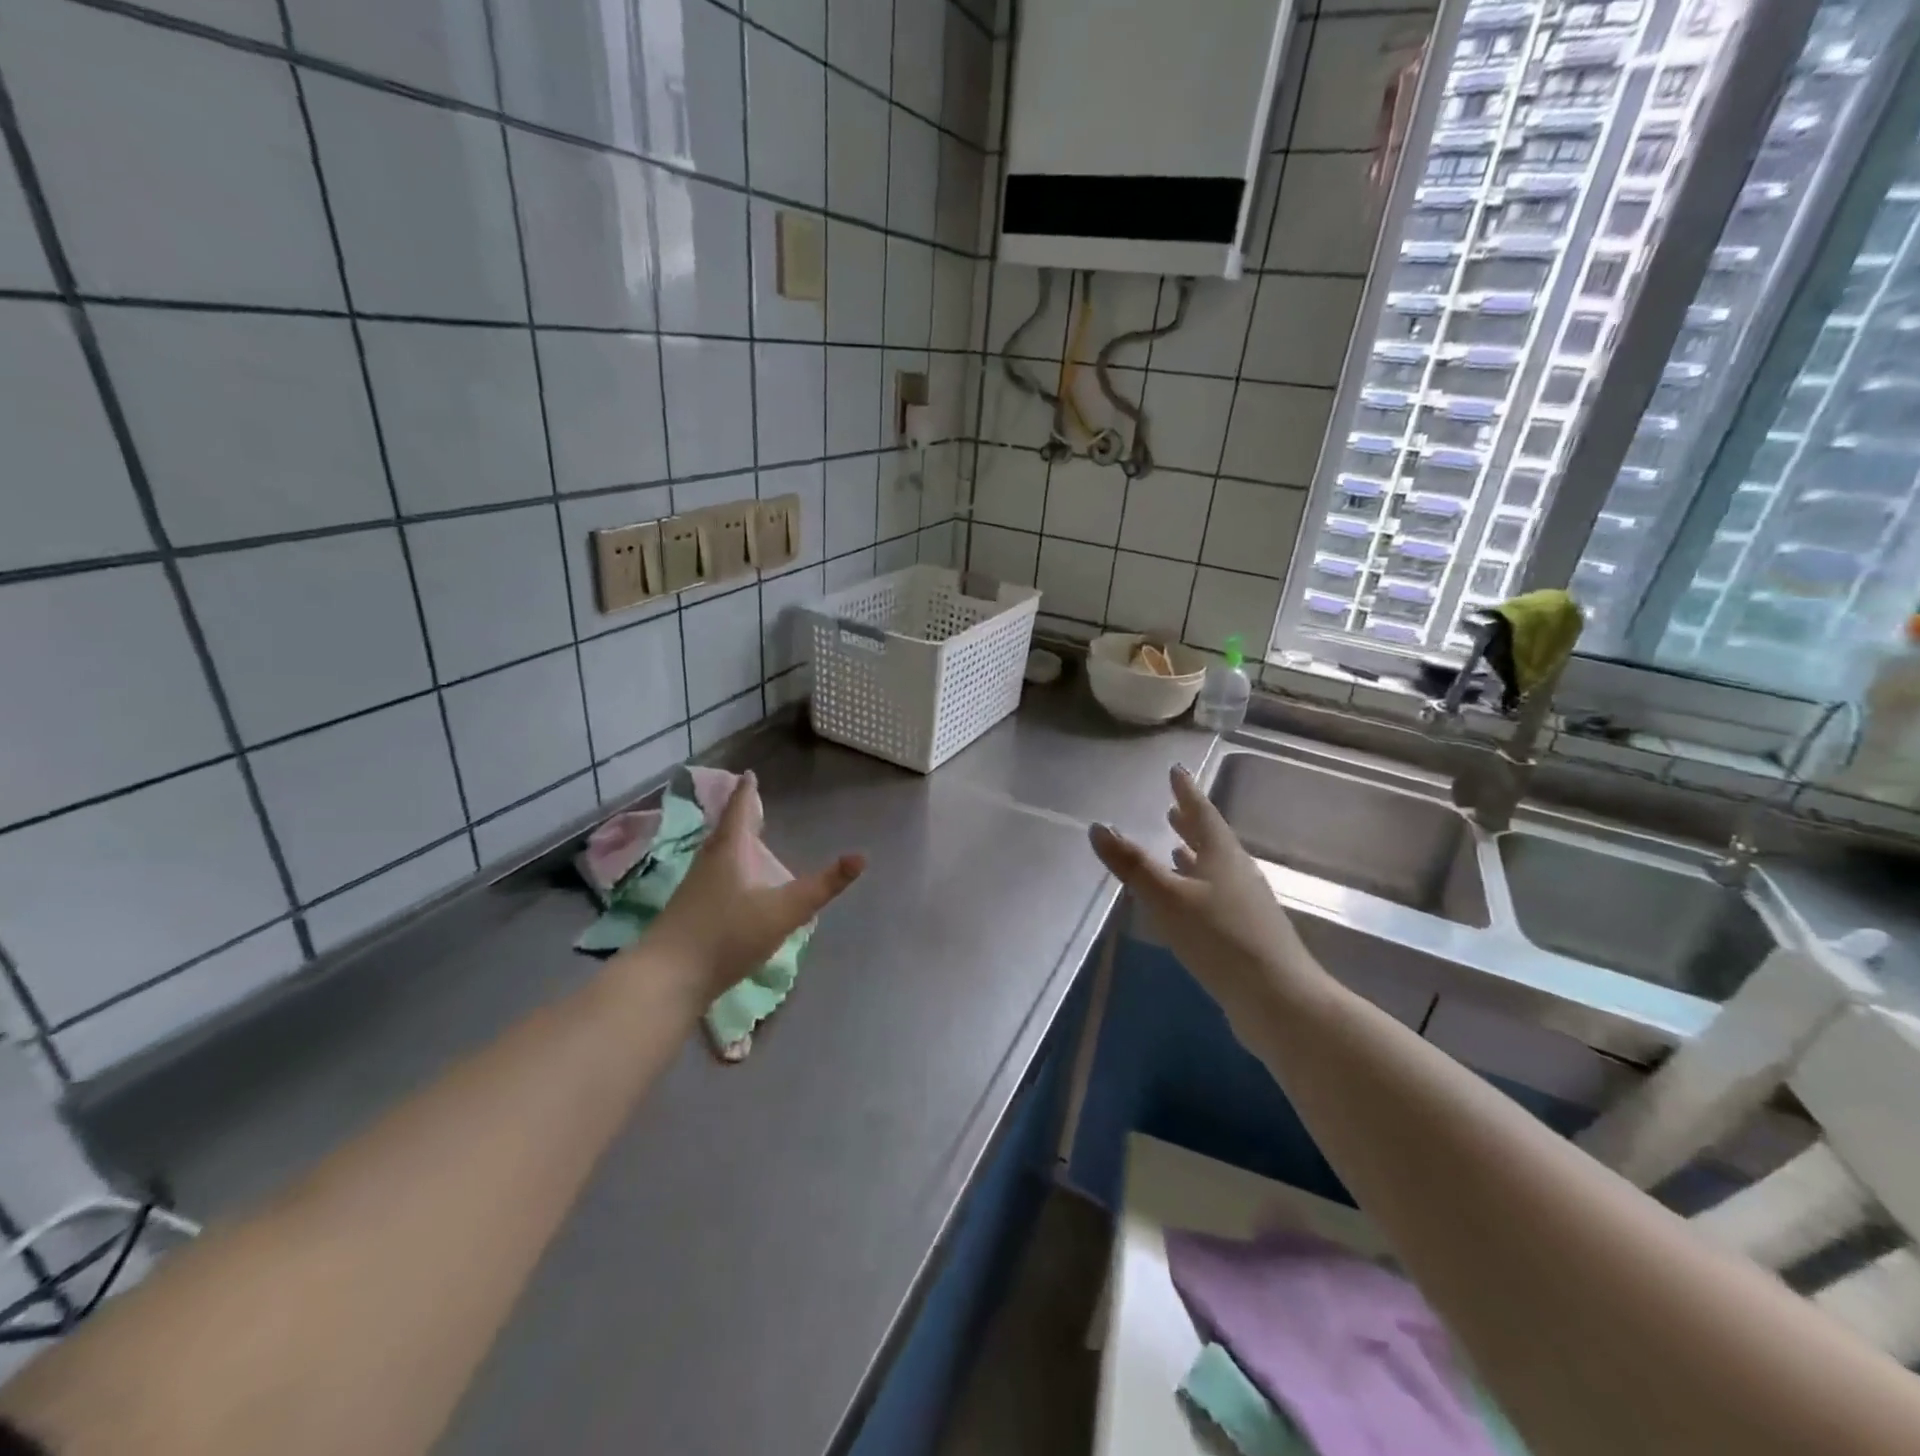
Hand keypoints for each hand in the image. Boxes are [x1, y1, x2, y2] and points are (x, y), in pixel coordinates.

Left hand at [637, 772, 865, 1003]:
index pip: (739, 811)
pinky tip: (733, 888)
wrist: (667, 980)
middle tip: (751, 803)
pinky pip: (711, 878)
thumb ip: (822, 886)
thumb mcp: (783, 911)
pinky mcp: (688, 914)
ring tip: (744, 840)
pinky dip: (726, 869)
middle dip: (740, 816)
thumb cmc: (727, 936)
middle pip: (725, 831)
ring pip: (716, 855)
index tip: (748, 774)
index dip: (747, 793)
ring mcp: (694, 890)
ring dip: (731, 842)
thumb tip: (862, 856)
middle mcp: (708, 863)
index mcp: (729, 852)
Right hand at [1088, 766, 1319, 1036]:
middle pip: (1212, 840)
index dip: (1186, 792)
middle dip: (1190, 823)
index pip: (1202, 813)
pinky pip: (1216, 896)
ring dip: (1194, 855)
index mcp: (1223, 856)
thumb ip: (1133, 864)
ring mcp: (1245, 905)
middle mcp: (1237, 873)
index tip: (1176, 770)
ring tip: (1175, 847)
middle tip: (1173, 806)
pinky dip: (1198, 886)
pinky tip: (1189, 901)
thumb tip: (1098, 826)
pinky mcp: (1245, 934)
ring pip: (1214, 869)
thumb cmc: (1221, 939)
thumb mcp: (1168, 898)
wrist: (1278, 1000)